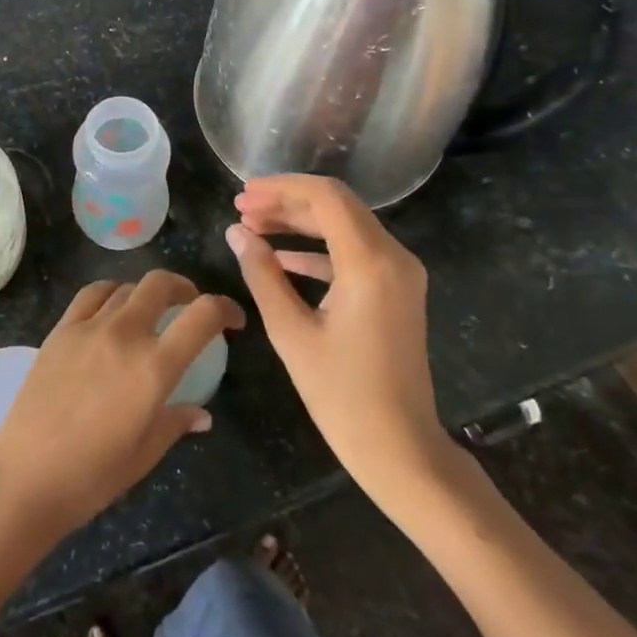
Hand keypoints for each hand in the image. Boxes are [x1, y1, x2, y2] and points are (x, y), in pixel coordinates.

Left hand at [0, 272, 244, 540]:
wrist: (26, 476)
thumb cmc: (94, 475)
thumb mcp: (146, 453)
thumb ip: (176, 422)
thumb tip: (201, 414)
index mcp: (154, 367)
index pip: (202, 316)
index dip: (226, 309)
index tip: (233, 321)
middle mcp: (124, 335)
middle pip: (161, 284)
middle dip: (185, 289)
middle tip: (191, 307)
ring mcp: (88, 327)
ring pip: (126, 286)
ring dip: (147, 292)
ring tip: (151, 310)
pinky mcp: (60, 330)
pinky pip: (91, 294)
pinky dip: (111, 293)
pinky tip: (113, 309)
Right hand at [225, 175, 457, 498]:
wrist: (400, 447)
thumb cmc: (341, 394)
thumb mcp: (290, 331)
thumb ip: (262, 274)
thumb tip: (236, 232)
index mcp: (370, 263)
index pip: (326, 197)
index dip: (281, 188)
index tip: (243, 195)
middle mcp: (393, 257)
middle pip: (336, 206)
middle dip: (286, 202)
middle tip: (241, 209)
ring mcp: (400, 273)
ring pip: (345, 226)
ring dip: (299, 223)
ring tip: (252, 227)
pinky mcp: (396, 290)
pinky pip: (354, 253)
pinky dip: (317, 249)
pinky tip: (280, 257)